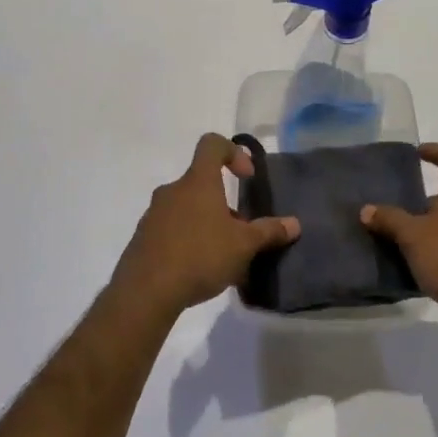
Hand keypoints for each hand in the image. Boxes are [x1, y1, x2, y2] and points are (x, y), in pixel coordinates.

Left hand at [113, 134, 300, 318]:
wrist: (145, 292)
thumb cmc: (200, 256)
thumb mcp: (243, 246)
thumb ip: (269, 232)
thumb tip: (294, 224)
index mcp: (198, 182)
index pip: (212, 144)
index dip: (233, 152)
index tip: (246, 177)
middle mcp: (173, 190)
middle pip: (201, 182)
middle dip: (223, 203)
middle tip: (239, 230)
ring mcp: (154, 214)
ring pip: (186, 208)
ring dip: (205, 223)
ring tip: (222, 255)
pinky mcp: (143, 239)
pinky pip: (170, 230)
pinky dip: (187, 241)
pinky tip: (198, 270)